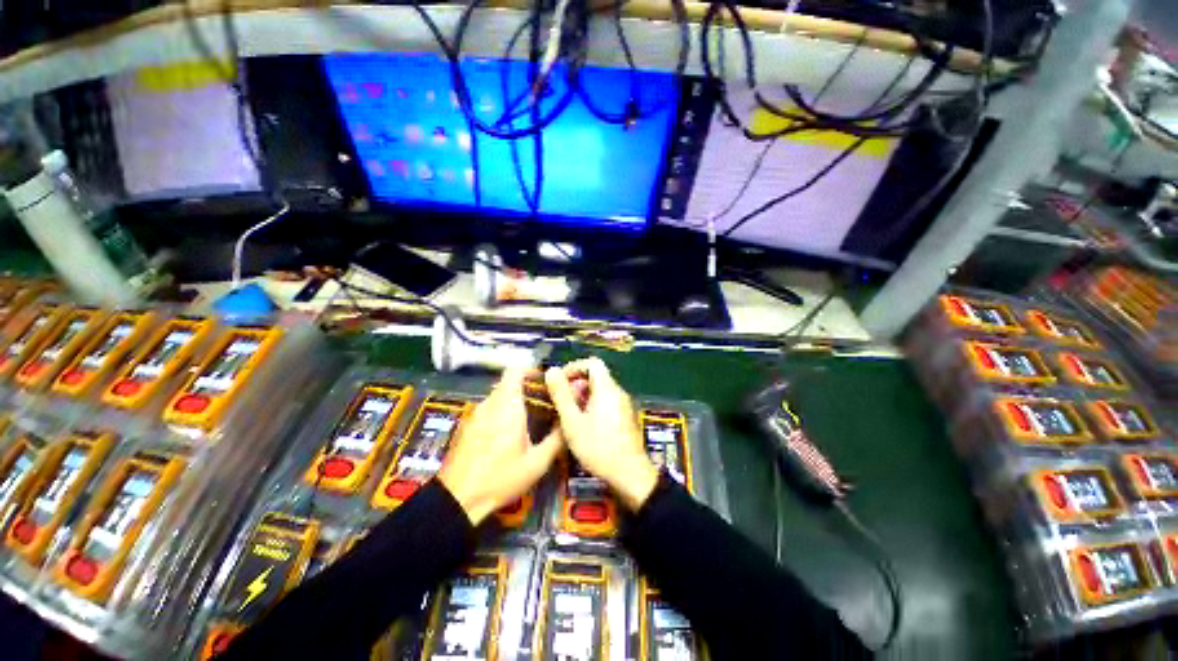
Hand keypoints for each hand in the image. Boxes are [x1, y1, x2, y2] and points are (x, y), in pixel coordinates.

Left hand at [438, 369, 563, 524]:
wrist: (457, 499)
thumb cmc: (501, 478)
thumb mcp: (537, 463)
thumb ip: (557, 438)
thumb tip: (569, 420)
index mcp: (508, 406)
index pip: (515, 371)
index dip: (530, 370)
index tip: (544, 382)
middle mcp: (490, 404)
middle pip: (508, 384)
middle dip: (526, 389)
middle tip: (543, 404)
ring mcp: (475, 414)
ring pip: (498, 396)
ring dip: (513, 401)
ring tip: (529, 420)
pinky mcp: (467, 425)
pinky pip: (488, 409)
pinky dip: (500, 412)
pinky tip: (507, 435)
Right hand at [545, 358, 657, 511]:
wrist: (630, 474)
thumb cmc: (598, 446)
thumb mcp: (573, 421)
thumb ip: (561, 395)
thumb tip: (551, 370)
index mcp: (607, 388)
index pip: (592, 362)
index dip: (574, 367)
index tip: (560, 381)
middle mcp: (618, 392)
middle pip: (597, 376)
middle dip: (577, 384)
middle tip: (562, 402)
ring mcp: (624, 404)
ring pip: (601, 390)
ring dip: (584, 396)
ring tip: (570, 415)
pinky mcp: (626, 417)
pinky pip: (608, 402)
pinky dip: (594, 405)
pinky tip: (585, 425)